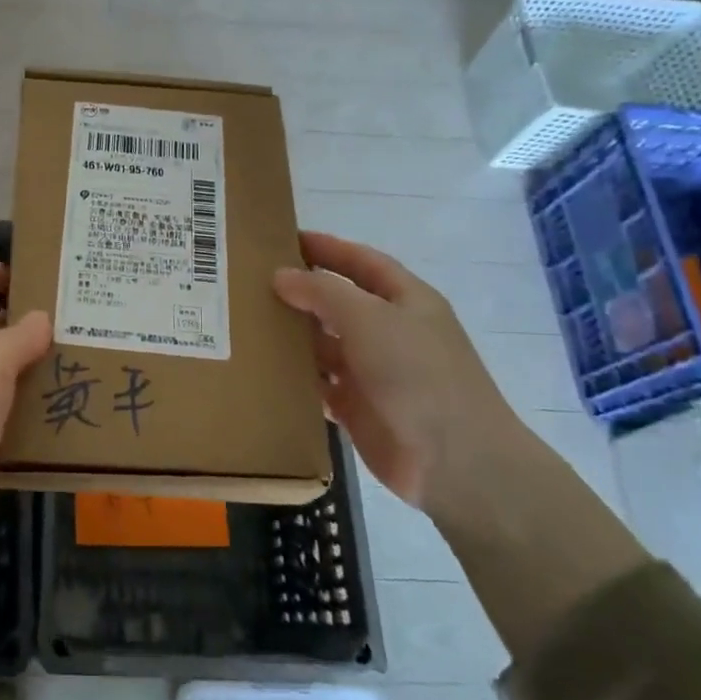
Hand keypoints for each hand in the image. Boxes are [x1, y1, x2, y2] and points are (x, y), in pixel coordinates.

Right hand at [273, 232, 525, 515]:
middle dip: (301, 292)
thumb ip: (323, 292)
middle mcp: (389, 331)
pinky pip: (319, 383)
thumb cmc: (417, 374)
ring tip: (246, 323)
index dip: (327, 248)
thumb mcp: (370, 318)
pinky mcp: (358, 407)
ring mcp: (374, 371)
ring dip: (293, 335)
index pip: (362, 262)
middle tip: (250, 282)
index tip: (284, 239)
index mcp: (406, 301)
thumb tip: (281, 275)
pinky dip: (295, 376)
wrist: (454, 460)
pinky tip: (262, 368)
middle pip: (339, 302)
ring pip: (325, 343)